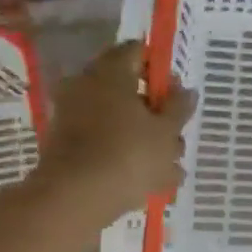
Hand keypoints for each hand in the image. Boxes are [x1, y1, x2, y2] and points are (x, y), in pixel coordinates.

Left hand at [37, 42, 195, 223]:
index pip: (137, 51)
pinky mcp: (66, 147)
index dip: (160, 69)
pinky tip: (150, 182)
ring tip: (170, 169)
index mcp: (110, 71)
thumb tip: (186, 91)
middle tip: (175, 135)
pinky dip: (124, 155)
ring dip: (143, 138)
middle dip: (155, 111)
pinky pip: (103, 142)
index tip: (176, 95)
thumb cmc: (127, 155)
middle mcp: (86, 86)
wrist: (72, 200)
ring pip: (117, 119)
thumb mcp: (166, 131)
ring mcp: (72, 117)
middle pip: (128, 88)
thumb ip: (179, 107)